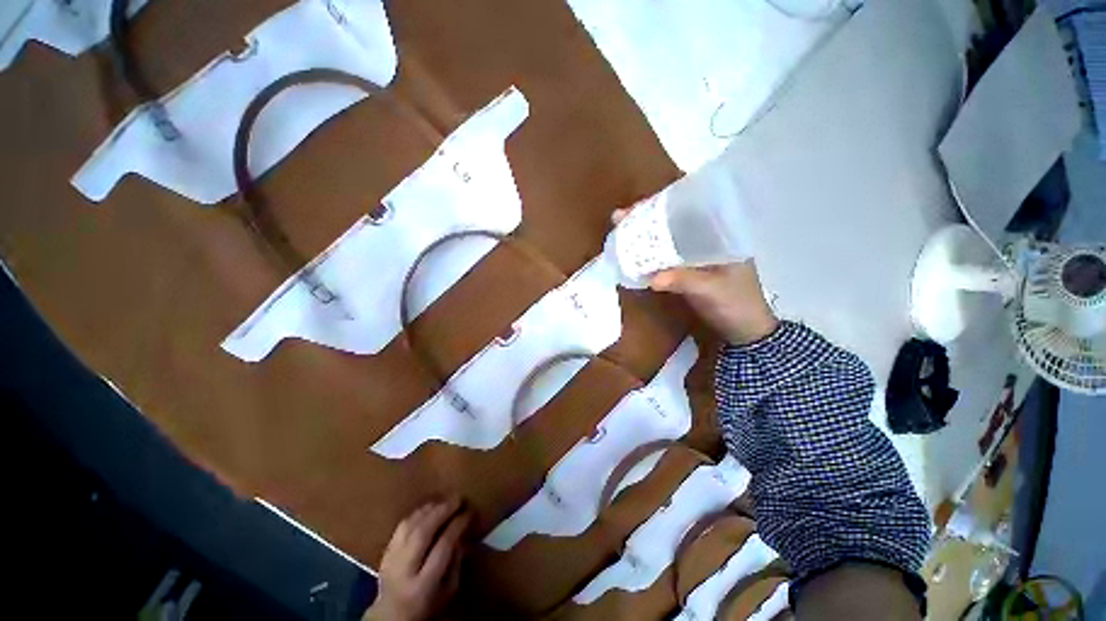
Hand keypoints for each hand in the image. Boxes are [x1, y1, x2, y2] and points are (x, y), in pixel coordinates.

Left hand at [363, 499, 472, 620]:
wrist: (390, 617)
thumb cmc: (427, 605)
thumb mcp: (448, 591)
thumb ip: (456, 562)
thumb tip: (461, 533)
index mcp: (423, 585)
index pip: (443, 547)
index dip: (457, 526)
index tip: (469, 512)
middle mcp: (405, 571)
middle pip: (423, 533)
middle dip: (443, 511)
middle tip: (459, 498)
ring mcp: (391, 560)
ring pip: (410, 526)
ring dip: (430, 509)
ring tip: (445, 500)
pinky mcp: (385, 552)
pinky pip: (401, 526)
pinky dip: (417, 513)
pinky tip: (429, 507)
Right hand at [613, 210, 778, 345]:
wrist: (744, 330)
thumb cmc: (737, 304)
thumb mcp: (712, 290)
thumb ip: (685, 281)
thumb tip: (651, 278)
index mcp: (719, 234)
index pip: (688, 210)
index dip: (661, 206)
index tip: (636, 207)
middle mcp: (705, 239)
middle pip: (671, 223)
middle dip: (646, 220)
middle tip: (619, 218)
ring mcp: (694, 255)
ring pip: (666, 240)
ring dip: (645, 238)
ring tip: (620, 232)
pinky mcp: (686, 271)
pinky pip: (664, 258)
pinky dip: (649, 257)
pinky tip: (633, 257)